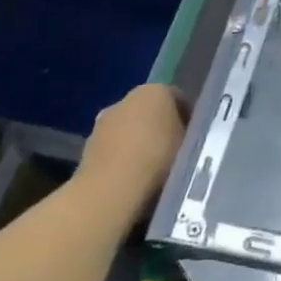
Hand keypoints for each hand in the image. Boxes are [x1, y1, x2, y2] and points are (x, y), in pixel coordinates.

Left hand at [75, 82, 185, 226]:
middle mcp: (127, 98)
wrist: (110, 190)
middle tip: (173, 153)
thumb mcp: (190, 144)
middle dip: (160, 128)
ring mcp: (103, 122)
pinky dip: (122, 160)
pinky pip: (113, 149)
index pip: (177, 98)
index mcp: (156, 90)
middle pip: (150, 111)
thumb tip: (187, 136)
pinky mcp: (87, 147)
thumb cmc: (159, 159)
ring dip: (138, 144)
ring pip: (128, 130)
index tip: (192, 138)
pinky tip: (132, 180)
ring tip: (153, 170)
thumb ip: (189, 134)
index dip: (187, 118)